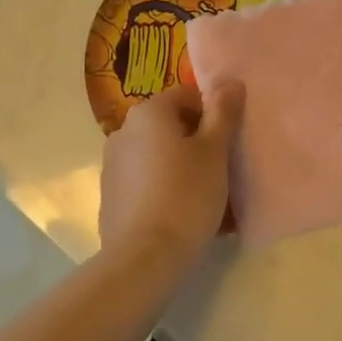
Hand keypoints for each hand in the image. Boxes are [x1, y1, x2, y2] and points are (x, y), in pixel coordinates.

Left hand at [98, 82, 242, 267]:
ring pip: (159, 157)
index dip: (212, 114)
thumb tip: (230, 82)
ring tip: (207, 199)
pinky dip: (165, 191)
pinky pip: (146, 183)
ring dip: (182, 168)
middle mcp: (124, 131)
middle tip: (222, 171)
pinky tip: (183, 217)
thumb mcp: (214, 152)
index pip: (186, 96)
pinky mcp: (111, 197)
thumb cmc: (185, 195)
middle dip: (197, 143)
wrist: (143, 259)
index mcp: (148, 112)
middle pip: (171, 126)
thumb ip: (223, 113)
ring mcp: (113, 165)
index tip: (227, 142)